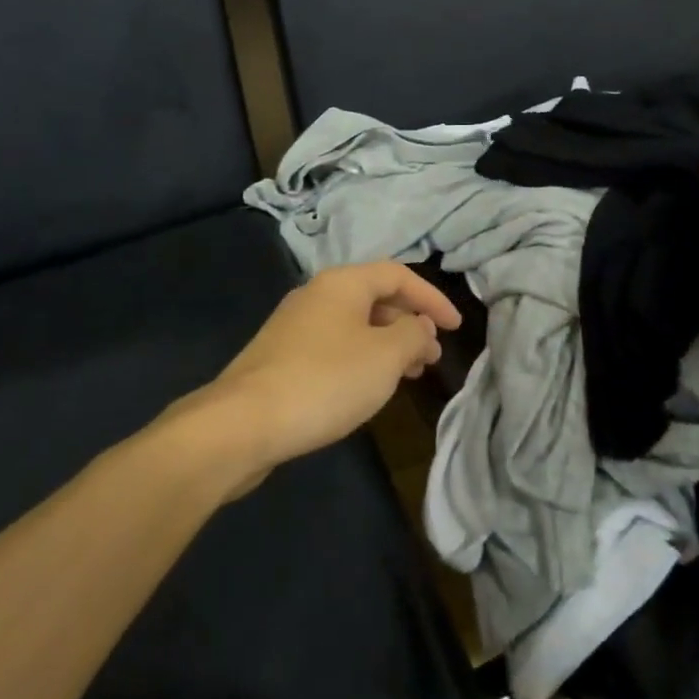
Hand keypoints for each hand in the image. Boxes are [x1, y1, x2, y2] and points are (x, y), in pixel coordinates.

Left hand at [198, 262, 459, 481]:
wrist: (242, 423)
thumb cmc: (325, 381)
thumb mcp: (385, 356)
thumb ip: (413, 334)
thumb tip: (420, 326)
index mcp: (343, 282)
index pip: (399, 275)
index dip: (432, 298)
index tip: (456, 328)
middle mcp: (317, 293)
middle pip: (375, 298)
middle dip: (409, 324)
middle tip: (431, 357)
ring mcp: (294, 325)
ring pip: (354, 324)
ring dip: (387, 344)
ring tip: (408, 375)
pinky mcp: (280, 356)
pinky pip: (334, 345)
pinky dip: (361, 358)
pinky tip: (366, 388)